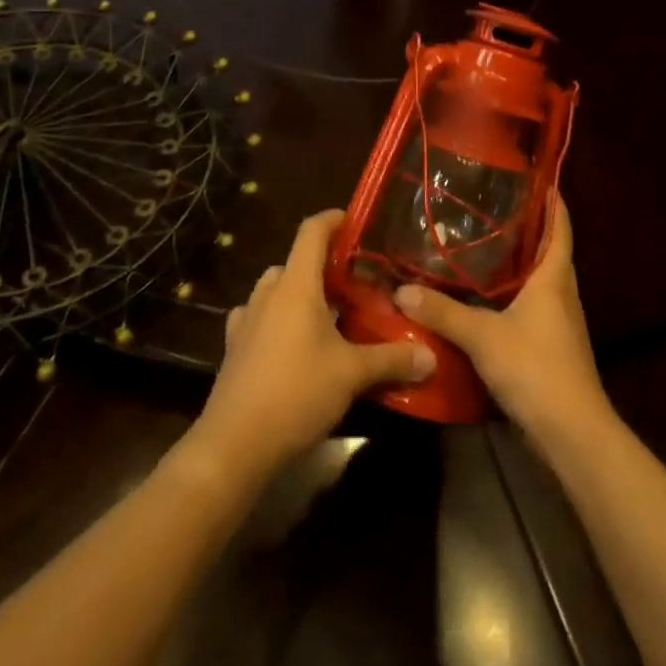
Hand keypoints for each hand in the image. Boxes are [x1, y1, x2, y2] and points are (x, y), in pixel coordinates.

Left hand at [190, 210, 433, 484]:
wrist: (234, 445)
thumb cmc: (296, 394)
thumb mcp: (352, 375)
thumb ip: (392, 359)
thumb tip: (431, 356)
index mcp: (295, 286)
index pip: (311, 232)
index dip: (333, 220)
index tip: (355, 220)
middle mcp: (267, 295)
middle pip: (294, 262)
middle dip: (322, 266)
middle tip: (354, 282)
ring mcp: (246, 321)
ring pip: (275, 290)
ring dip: (299, 293)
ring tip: (328, 314)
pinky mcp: (234, 349)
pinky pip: (259, 319)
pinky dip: (278, 320)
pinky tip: (294, 344)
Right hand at [393, 196, 611, 448]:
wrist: (572, 433)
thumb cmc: (536, 369)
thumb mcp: (483, 337)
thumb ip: (442, 313)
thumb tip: (401, 290)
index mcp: (554, 278)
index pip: (560, 226)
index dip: (552, 200)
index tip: (535, 178)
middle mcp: (562, 294)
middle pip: (550, 250)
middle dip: (527, 228)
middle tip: (492, 207)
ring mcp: (559, 322)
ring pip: (541, 280)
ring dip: (519, 262)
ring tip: (482, 246)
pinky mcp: (552, 346)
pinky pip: (533, 307)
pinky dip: (513, 294)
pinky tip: (485, 298)